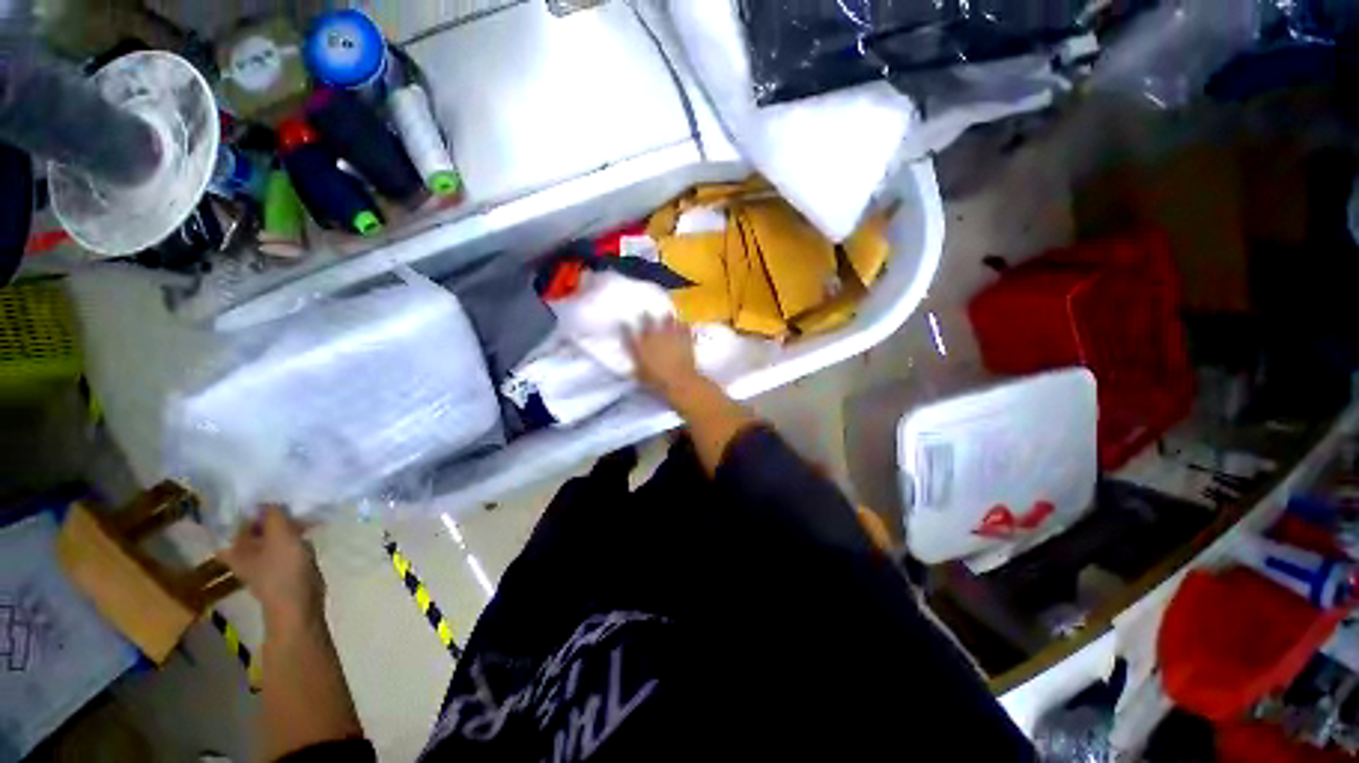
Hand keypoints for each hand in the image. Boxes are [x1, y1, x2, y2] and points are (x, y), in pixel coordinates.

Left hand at [219, 506, 324, 629]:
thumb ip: (274, 514)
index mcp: (234, 546)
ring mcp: (263, 557)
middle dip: (274, 511)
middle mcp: (243, 550)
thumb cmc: (284, 570)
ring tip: (305, 510)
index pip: (239, 516)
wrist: (299, 604)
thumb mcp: (280, 536)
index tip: (272, 488)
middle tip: (293, 498)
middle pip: (256, 523)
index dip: (253, 502)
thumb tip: (269, 497)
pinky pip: (286, 540)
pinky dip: (295, 531)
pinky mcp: (281, 562)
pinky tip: (310, 525)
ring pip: (273, 531)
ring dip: (287, 521)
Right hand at [627, 315, 702, 402]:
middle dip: (645, 316)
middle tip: (645, 313)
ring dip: (667, 317)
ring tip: (667, 314)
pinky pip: (684, 326)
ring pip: (667, 319)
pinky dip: (683, 325)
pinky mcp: (684, 338)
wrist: (679, 381)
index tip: (623, 322)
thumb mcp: (640, 377)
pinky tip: (684, 323)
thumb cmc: (657, 382)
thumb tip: (629, 368)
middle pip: (647, 320)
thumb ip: (634, 369)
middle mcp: (653, 337)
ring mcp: (670, 335)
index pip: (628, 333)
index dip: (625, 327)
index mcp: (639, 346)